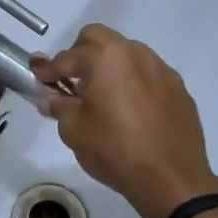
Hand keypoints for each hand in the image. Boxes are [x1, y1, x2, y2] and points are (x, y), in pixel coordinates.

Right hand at [32, 24, 217, 217]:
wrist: (171, 179)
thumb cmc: (114, 151)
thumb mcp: (74, 130)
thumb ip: (59, 107)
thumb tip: (49, 98)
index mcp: (106, 59)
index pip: (67, 57)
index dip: (48, 70)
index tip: (39, 79)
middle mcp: (136, 54)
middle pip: (99, 38)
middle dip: (79, 54)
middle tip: (71, 81)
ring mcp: (161, 69)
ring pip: (127, 54)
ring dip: (110, 67)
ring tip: (103, 97)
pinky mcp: (179, 89)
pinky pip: (149, 75)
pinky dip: (134, 83)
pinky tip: (131, 111)